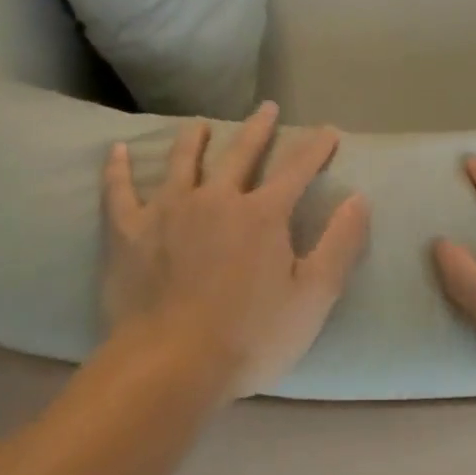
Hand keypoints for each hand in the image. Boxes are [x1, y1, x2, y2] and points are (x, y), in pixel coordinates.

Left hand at [103, 103, 369, 400]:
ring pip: (183, 162)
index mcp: (262, 214)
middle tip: (267, 107)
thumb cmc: (249, 337)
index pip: (297, 169)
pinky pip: (120, 192)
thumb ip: (340, 244)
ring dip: (194, 139)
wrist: (170, 367)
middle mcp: (217, 198)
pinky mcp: (130, 232)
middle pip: (241, 153)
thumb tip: (359, 198)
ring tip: (200, 124)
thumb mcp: (313, 297)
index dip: (316, 147)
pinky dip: (118, 170)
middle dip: (259, 129)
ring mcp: (169, 211)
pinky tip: (116, 151)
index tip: (329, 130)